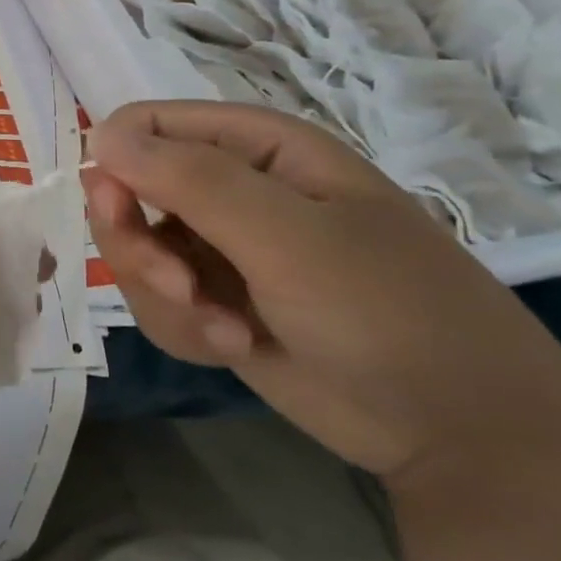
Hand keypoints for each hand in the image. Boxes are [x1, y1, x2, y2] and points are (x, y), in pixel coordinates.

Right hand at [84, 101, 560, 485]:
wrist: (460, 434)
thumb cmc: (388, 311)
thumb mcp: (290, 238)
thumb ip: (192, 181)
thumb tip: (100, 135)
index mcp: (253, 146)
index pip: (144, 127)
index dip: (117, 167)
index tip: (121, 216)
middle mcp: (228, 189)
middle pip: (125, 193)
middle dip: (140, 248)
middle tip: (179, 288)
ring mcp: (219, 248)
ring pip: (135, 255)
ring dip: (166, 298)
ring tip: (225, 331)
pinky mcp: (215, 302)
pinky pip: (157, 304)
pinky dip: (183, 329)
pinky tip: (234, 347)